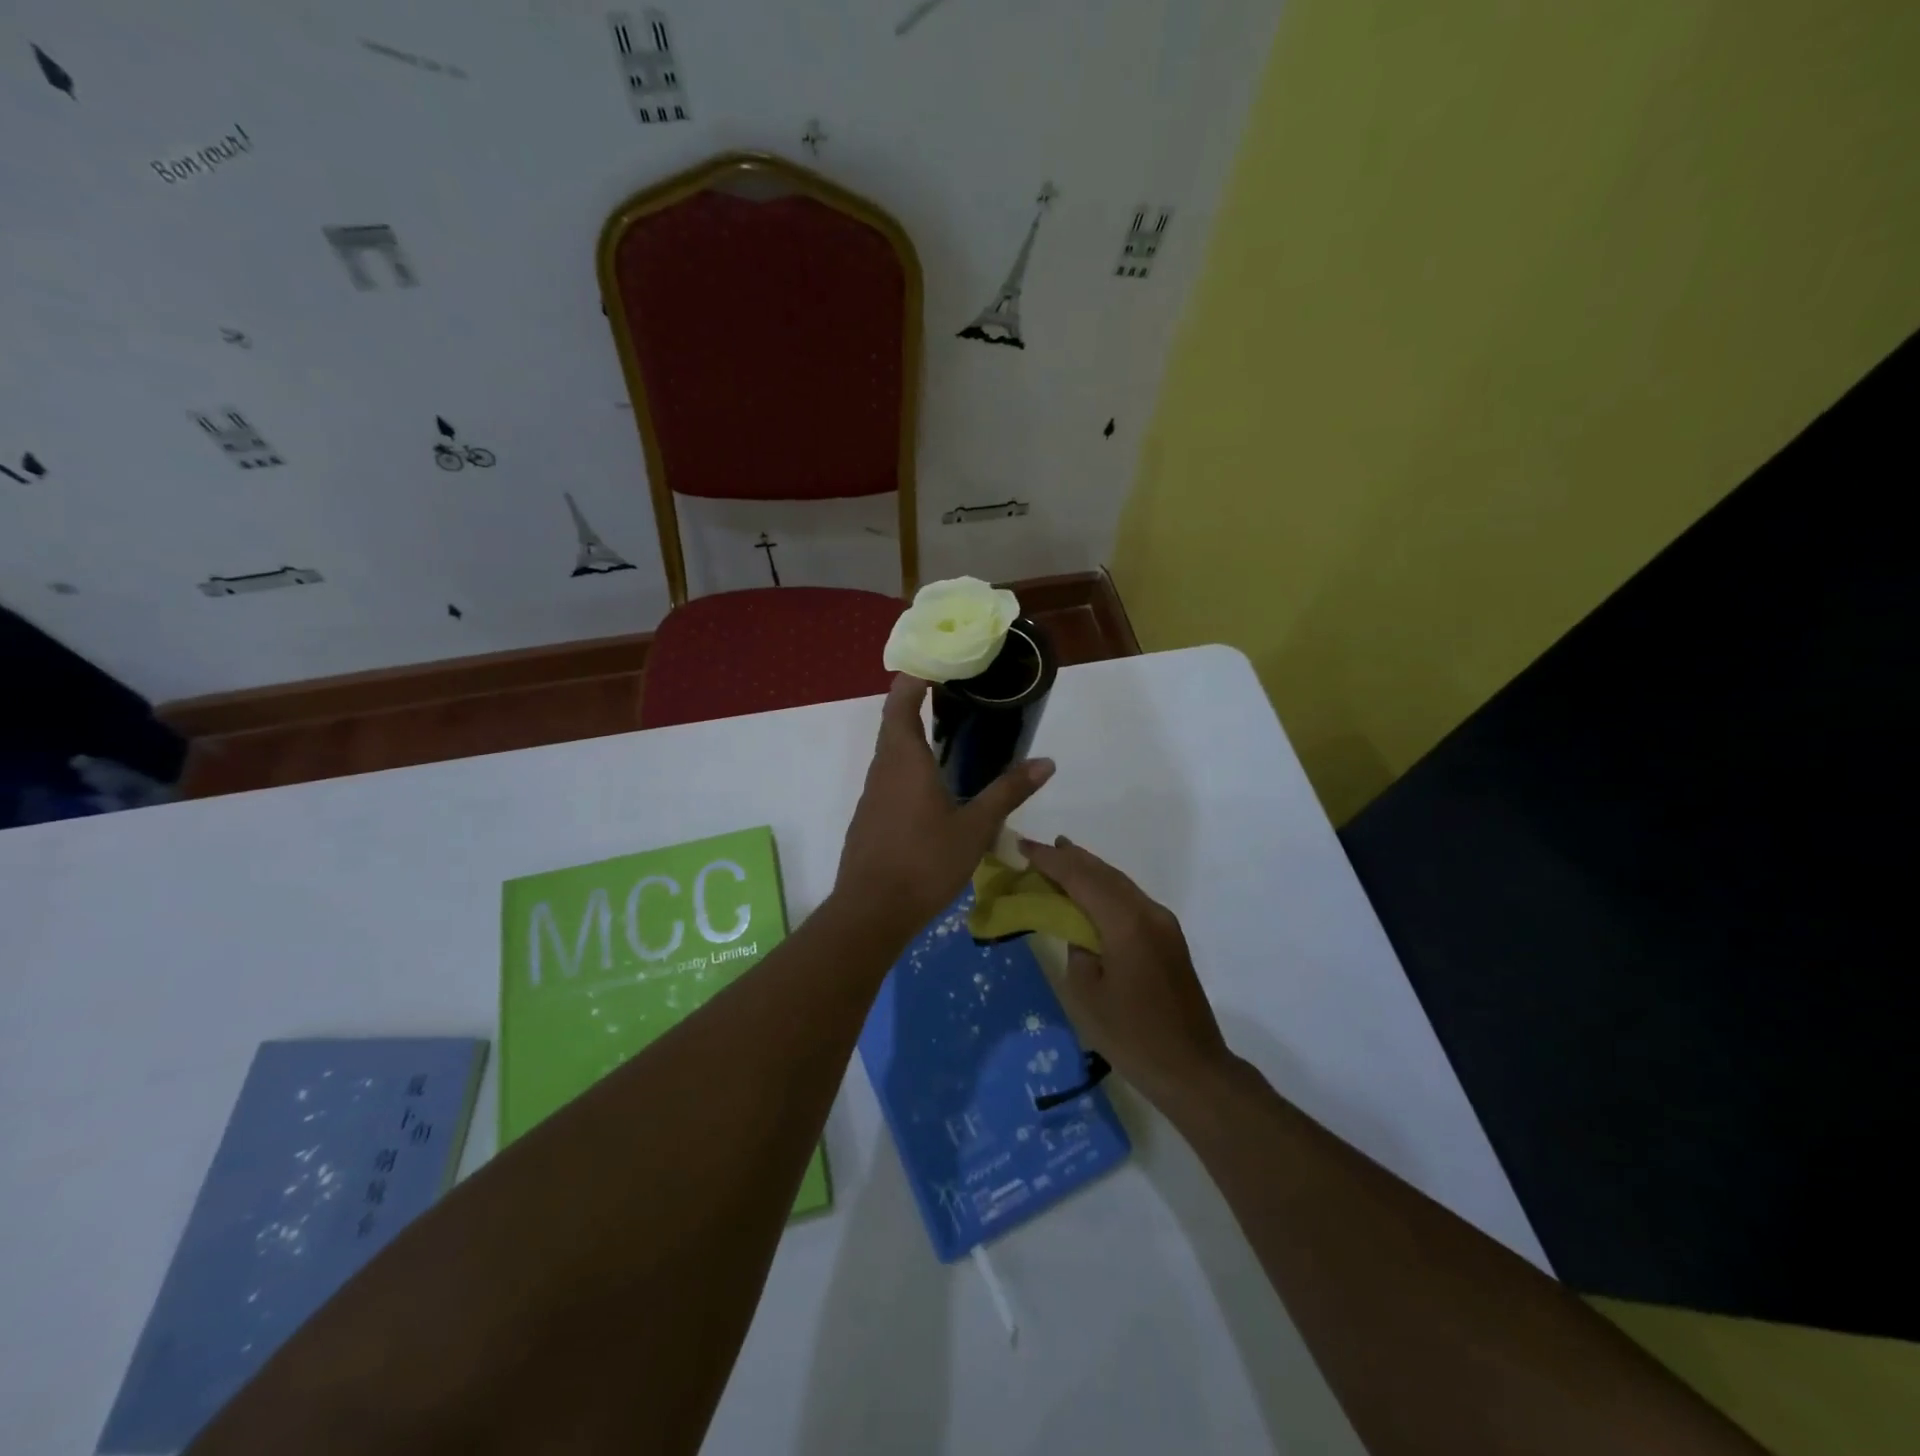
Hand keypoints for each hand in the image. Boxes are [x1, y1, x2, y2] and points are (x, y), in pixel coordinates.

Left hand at [835, 675, 1053, 937]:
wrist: (871, 912)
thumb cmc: (924, 862)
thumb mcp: (975, 828)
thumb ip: (1008, 792)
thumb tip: (1047, 762)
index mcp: (905, 759)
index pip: (900, 701)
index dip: (914, 677)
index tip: (937, 663)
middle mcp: (883, 769)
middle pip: (894, 723)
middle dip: (917, 702)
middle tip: (955, 695)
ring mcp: (872, 795)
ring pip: (892, 753)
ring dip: (914, 737)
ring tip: (950, 735)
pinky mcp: (870, 818)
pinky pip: (890, 778)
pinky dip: (910, 767)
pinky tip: (934, 787)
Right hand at [1017, 836, 1230, 1105]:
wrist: (1192, 1069)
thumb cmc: (1132, 1037)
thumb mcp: (1086, 994)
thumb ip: (1077, 949)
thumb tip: (1081, 931)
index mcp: (1126, 923)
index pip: (1081, 879)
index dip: (1050, 861)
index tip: (1022, 845)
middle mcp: (1148, 913)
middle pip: (1104, 873)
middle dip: (1070, 858)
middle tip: (1039, 847)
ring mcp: (1163, 924)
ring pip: (1119, 883)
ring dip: (1089, 870)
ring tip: (1062, 857)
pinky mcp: (1168, 938)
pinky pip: (1130, 900)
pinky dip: (1105, 889)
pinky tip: (1090, 892)